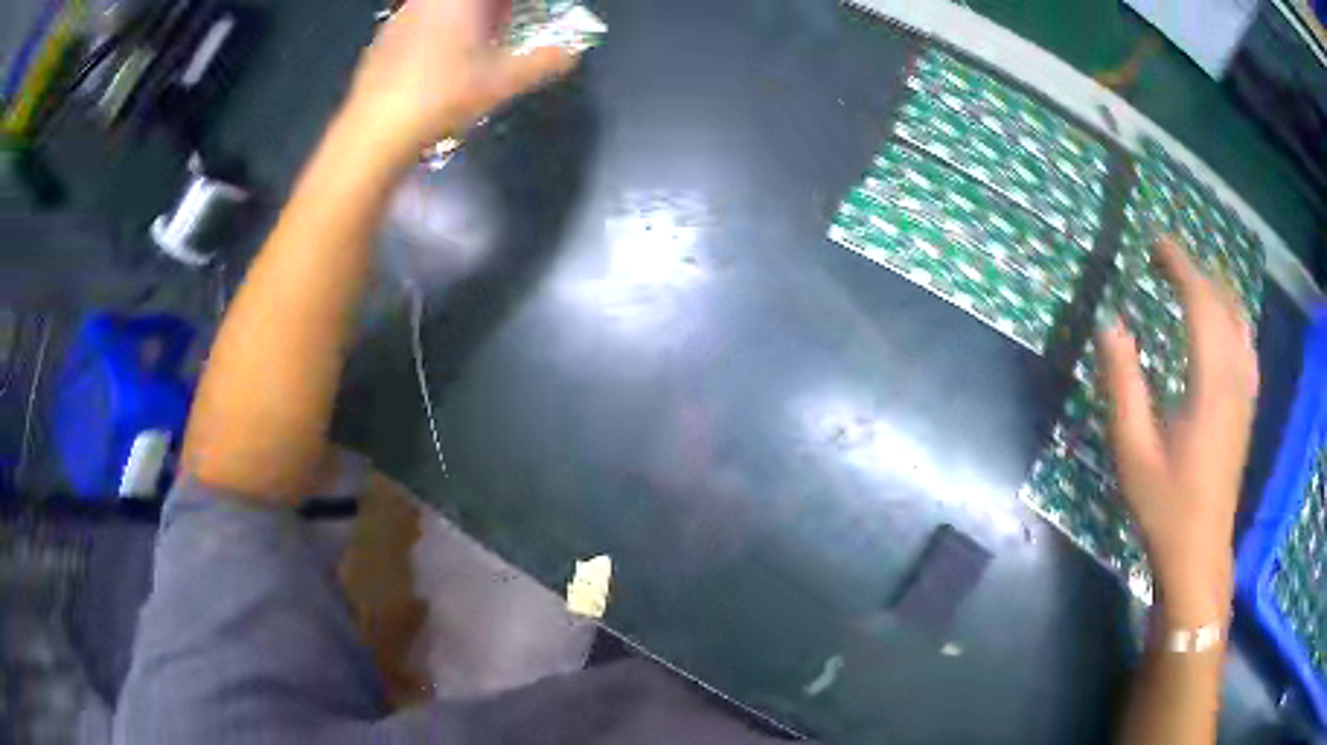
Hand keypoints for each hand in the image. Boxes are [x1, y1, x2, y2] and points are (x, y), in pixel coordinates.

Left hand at [344, 0, 578, 161]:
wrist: (373, 131)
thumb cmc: (442, 97)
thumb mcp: (503, 82)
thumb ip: (544, 62)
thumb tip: (572, 53)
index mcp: (461, 0)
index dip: (513, 6)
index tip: (524, 13)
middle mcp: (430, 0)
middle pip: (468, 2)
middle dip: (493, 9)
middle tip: (505, 20)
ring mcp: (403, 15)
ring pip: (440, 5)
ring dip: (466, 14)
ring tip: (479, 35)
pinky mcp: (385, 37)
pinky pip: (421, 16)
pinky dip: (439, 24)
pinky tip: (441, 53)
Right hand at [1099, 237, 1258, 626]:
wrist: (1199, 553)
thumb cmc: (1164, 507)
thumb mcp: (1133, 451)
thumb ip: (1122, 383)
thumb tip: (1110, 323)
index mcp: (1209, 384)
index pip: (1200, 302)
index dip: (1179, 264)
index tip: (1154, 244)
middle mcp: (1234, 377)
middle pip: (1222, 303)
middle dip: (1194, 270)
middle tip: (1163, 258)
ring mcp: (1246, 392)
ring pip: (1238, 319)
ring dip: (1214, 289)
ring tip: (1189, 279)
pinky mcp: (1247, 406)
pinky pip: (1245, 342)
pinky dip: (1231, 316)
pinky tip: (1220, 321)